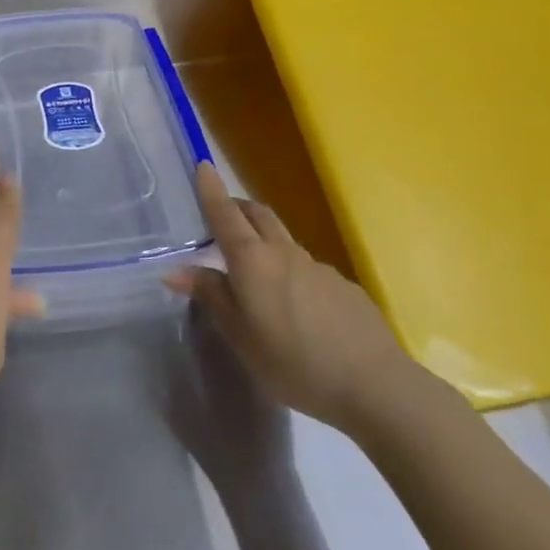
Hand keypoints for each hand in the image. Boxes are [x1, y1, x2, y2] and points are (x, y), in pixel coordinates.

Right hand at [165, 163, 427, 436]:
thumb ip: (211, 297)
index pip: (224, 214)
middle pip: (257, 214)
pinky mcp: (343, 286)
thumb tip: (176, 270)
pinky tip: (295, 307)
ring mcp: (317, 267)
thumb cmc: (294, 362)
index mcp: (252, 260)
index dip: (211, 190)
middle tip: (222, 214)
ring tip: (255, 270)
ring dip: (264, 240)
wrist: (374, 384)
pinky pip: (307, 268)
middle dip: (237, 207)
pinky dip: (290, 271)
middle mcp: (283, 252)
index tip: (202, 165)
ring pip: (283, 240)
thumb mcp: (240, 336)